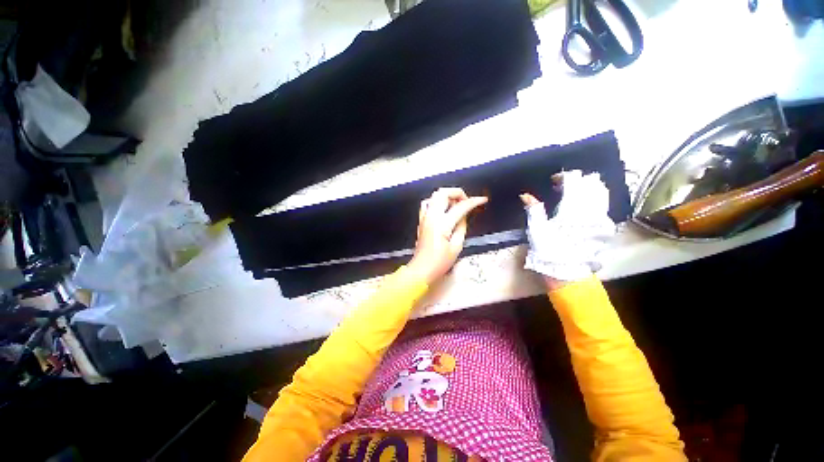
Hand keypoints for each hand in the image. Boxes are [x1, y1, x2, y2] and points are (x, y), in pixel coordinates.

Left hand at [407, 188, 487, 283]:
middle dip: (457, 193)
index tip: (482, 200)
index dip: (473, 201)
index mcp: (442, 224)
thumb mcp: (456, 246)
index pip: (460, 207)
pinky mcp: (421, 220)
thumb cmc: (440, 262)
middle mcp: (431, 216)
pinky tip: (443, 208)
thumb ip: (461, 227)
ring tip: (456, 204)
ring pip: (434, 196)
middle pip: (443, 193)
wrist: (421, 269)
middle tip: (466, 202)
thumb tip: (463, 215)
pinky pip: (427, 203)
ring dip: (447, 196)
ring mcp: (424, 217)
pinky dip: (437, 201)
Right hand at [520, 171, 615, 286]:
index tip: (554, 180)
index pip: (575, 181)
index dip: (564, 176)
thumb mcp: (537, 231)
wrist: (569, 275)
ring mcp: (602, 219)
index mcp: (572, 209)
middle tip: (564, 186)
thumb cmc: (549, 253)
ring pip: (602, 192)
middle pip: (592, 183)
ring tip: (575, 194)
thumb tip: (525, 195)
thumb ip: (534, 210)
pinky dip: (595, 199)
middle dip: (578, 180)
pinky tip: (584, 206)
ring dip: (588, 188)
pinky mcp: (606, 228)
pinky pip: (604, 205)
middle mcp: (592, 210)